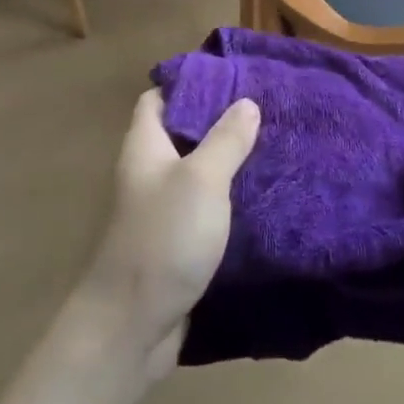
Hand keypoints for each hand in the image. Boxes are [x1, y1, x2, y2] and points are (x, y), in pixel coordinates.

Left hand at [75, 89, 259, 377]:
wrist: (131, 327)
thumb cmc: (163, 239)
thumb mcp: (201, 180)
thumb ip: (225, 140)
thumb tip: (246, 102)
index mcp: (145, 146)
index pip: (158, 97)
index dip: (189, 83)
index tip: (231, 77)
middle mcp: (148, 172)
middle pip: (181, 133)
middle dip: (219, 120)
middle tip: (264, 110)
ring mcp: (160, 209)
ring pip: (196, 172)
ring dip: (228, 161)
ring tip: (272, 146)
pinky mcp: (176, 242)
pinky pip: (204, 207)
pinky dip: (228, 199)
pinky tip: (261, 196)